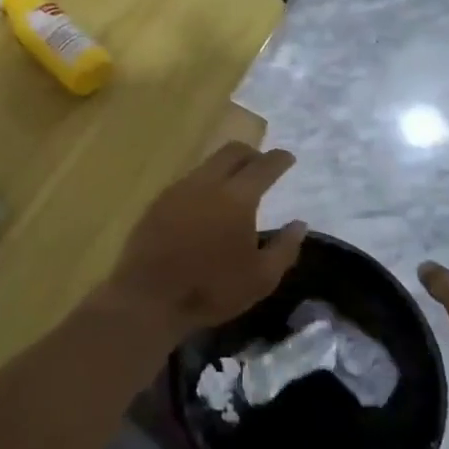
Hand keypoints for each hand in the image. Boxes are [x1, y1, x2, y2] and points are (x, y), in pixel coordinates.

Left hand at [98, 141, 307, 343]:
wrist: (149, 297)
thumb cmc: (211, 289)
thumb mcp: (261, 279)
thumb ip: (285, 248)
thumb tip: (299, 224)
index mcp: (236, 197)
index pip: (263, 166)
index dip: (278, 159)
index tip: (287, 158)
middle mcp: (206, 183)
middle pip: (232, 152)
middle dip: (251, 153)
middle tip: (262, 166)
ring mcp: (178, 189)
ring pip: (207, 164)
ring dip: (225, 168)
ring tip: (235, 187)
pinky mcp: (158, 201)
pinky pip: (188, 181)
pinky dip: (205, 184)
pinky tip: (206, 205)